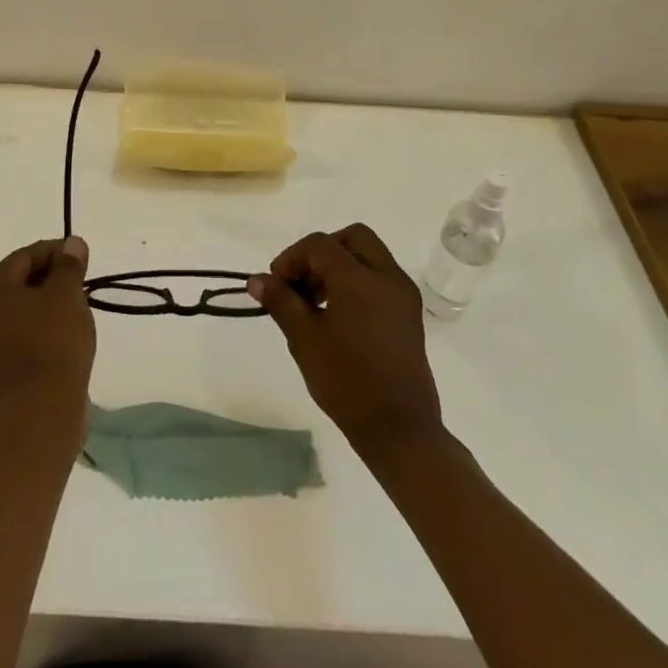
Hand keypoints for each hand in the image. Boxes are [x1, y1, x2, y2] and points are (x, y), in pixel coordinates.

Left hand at [0, 236, 95, 417]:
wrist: (43, 408)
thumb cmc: (54, 340)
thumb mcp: (67, 293)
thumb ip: (68, 264)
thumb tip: (72, 244)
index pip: (24, 257)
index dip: (54, 252)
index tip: (80, 257)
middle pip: (16, 284)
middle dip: (47, 278)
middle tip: (78, 281)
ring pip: (16, 312)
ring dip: (41, 305)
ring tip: (72, 309)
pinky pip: (16, 338)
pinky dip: (36, 330)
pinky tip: (59, 336)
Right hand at [250, 224, 442, 453]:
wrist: (399, 429)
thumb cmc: (347, 381)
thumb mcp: (304, 339)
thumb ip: (281, 301)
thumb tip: (257, 280)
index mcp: (359, 278)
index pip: (320, 245)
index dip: (292, 257)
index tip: (276, 284)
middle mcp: (387, 276)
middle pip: (352, 238)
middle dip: (322, 251)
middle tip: (302, 281)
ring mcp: (403, 294)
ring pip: (369, 255)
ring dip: (340, 265)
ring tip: (316, 301)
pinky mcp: (410, 313)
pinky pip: (381, 277)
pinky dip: (359, 280)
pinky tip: (340, 314)